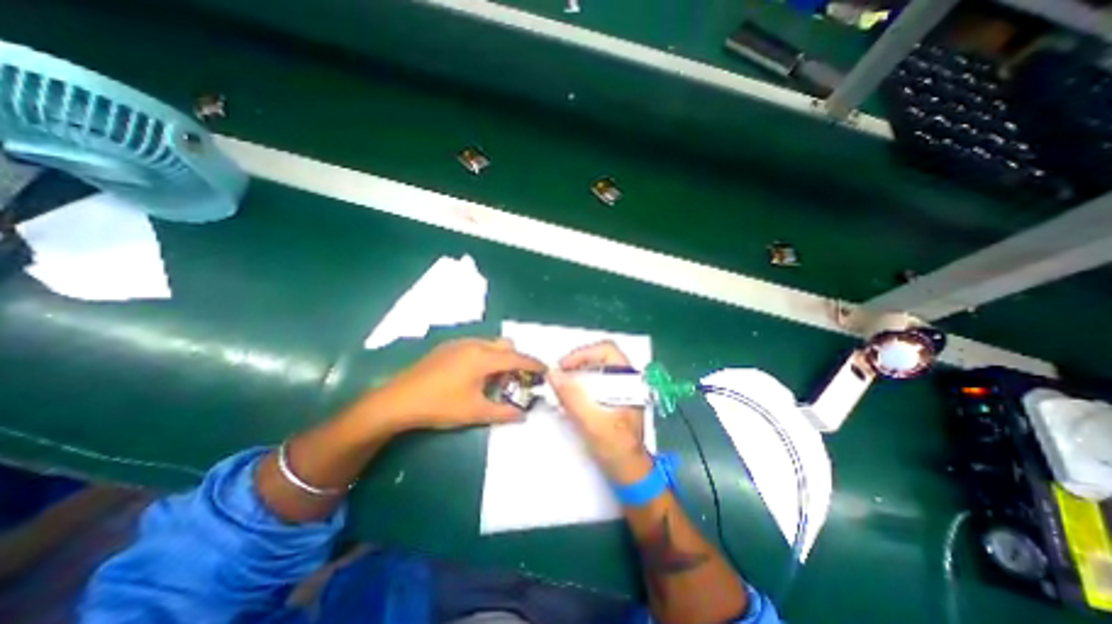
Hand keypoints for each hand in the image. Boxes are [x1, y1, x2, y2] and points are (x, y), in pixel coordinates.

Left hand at [357, 336, 544, 434]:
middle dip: (516, 359)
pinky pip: (476, 346)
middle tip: (516, 379)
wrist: (397, 400)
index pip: (517, 358)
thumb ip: (503, 413)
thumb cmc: (440, 405)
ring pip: (490, 344)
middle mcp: (475, 345)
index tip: (545, 370)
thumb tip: (523, 415)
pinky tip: (474, 375)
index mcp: (484, 358)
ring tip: (495, 379)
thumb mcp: (475, 412)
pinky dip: (485, 356)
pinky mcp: (447, 347)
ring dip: (500, 357)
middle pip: (506, 345)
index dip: (534, 364)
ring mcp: (459, 343)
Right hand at [546, 340, 652, 482]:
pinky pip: (593, 383)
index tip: (563, 367)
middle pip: (599, 358)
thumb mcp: (594, 423)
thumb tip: (552, 373)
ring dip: (576, 374)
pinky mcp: (612, 399)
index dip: (583, 353)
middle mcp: (626, 381)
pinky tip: (569, 398)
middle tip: (558, 376)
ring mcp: (619, 390)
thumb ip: (573, 397)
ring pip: (595, 370)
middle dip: (576, 363)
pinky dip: (578, 385)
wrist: (630, 474)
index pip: (607, 350)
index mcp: (629, 381)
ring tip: (561, 387)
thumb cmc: (618, 449)